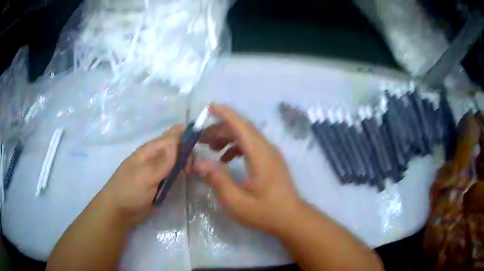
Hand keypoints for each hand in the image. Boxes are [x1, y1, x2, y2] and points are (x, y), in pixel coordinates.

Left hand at [102, 125, 184, 225]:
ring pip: (176, 160)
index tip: (203, 141)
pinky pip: (173, 172)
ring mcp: (157, 169)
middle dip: (188, 151)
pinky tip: (187, 177)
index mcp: (150, 150)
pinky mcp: (159, 181)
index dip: (187, 134)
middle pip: (176, 146)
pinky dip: (181, 172)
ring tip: (192, 172)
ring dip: (185, 162)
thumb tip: (176, 141)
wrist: (118, 211)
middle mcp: (154, 156)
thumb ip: (161, 162)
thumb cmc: (129, 192)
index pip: (171, 135)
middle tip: (193, 167)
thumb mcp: (145, 177)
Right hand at [195, 104, 303, 234]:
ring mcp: (270, 154)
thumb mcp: (236, 201)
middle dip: (220, 129)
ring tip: (209, 147)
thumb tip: (198, 163)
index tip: (209, 107)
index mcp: (260, 155)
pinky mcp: (270, 161)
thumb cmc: (265, 212)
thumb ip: (217, 180)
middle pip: (242, 129)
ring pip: (246, 136)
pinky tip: (225, 159)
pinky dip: (236, 147)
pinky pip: (251, 146)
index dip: (225, 114)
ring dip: (227, 137)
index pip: (241, 126)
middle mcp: (267, 149)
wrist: (291, 219)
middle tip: (200, 138)